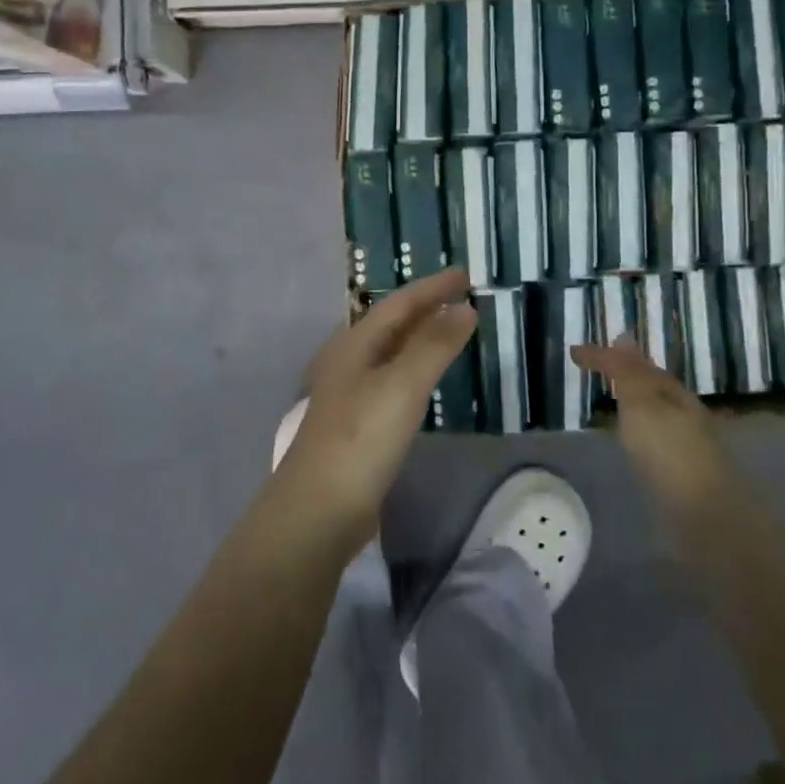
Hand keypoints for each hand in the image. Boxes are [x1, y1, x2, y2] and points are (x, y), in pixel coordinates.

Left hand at [272, 267, 476, 550]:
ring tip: (449, 329)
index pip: (398, 303)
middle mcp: (348, 361)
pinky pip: (391, 379)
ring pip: (390, 351)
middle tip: (461, 297)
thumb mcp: (402, 385)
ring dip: (419, 336)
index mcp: (354, 344)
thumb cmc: (361, 438)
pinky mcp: (356, 423)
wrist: (319, 509)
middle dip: (425, 307)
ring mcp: (349, 393)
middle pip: (391, 324)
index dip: (432, 287)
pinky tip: (423, 378)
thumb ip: (434, 345)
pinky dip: (413, 367)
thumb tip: (465, 308)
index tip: (465, 274)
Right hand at [572, 339, 732, 521]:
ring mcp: (686, 445)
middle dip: (626, 376)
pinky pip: (653, 439)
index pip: (636, 364)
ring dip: (633, 404)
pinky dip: (637, 431)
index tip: (573, 353)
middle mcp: (684, 413)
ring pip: (654, 413)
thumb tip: (624, 335)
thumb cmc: (669, 453)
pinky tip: (629, 443)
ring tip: (608, 403)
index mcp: (673, 393)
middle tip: (597, 370)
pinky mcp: (682, 474)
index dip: (605, 356)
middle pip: (651, 387)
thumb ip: (629, 373)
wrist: (707, 518)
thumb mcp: (642, 404)